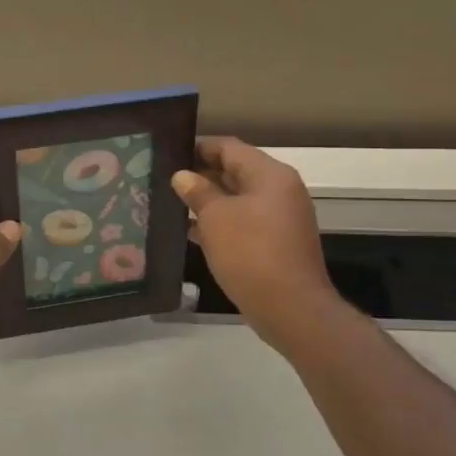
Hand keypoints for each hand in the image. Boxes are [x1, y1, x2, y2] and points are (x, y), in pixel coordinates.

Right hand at [172, 138, 338, 350]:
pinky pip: (243, 221)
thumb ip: (198, 192)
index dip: (198, 147)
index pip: (229, 147)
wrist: (291, 308)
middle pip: (235, 170)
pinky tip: (190, 230)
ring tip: (171, 203)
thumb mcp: (216, 218)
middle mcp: (279, 190)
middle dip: (201, 174)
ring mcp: (280, 218)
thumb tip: (183, 175)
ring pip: (238, 198)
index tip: (169, 152)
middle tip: (164, 179)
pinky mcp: (276, 242)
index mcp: (269, 175)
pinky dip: (220, 222)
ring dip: (208, 200)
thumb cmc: (251, 253)